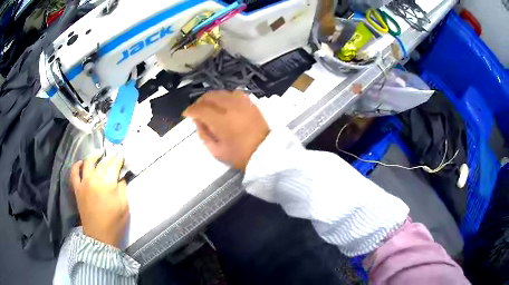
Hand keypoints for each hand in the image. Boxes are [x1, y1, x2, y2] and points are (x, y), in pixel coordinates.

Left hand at [71, 155, 128, 247]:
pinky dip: (77, 165)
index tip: (122, 157)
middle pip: (102, 162)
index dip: (119, 159)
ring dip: (94, 157)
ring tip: (99, 155)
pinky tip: (81, 163)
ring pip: (88, 163)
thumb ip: (123, 188)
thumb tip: (120, 177)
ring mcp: (84, 182)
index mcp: (108, 183)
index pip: (114, 165)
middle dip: (110, 158)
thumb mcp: (124, 206)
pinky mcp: (77, 188)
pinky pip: (74, 173)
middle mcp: (94, 178)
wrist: (99, 236)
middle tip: (114, 157)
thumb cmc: (115, 222)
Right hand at [183, 90, 269, 170]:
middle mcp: (231, 107)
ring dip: (213, 97)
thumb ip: (204, 135)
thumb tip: (198, 122)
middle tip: (197, 110)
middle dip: (200, 101)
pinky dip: (226, 96)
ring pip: (222, 92)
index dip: (191, 110)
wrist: (266, 153)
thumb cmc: (240, 155)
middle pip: (211, 96)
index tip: (186, 114)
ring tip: (210, 106)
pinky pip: (235, 93)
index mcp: (222, 121)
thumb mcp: (217, 151)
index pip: (201, 109)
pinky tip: (225, 104)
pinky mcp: (251, 103)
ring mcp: (243, 103)